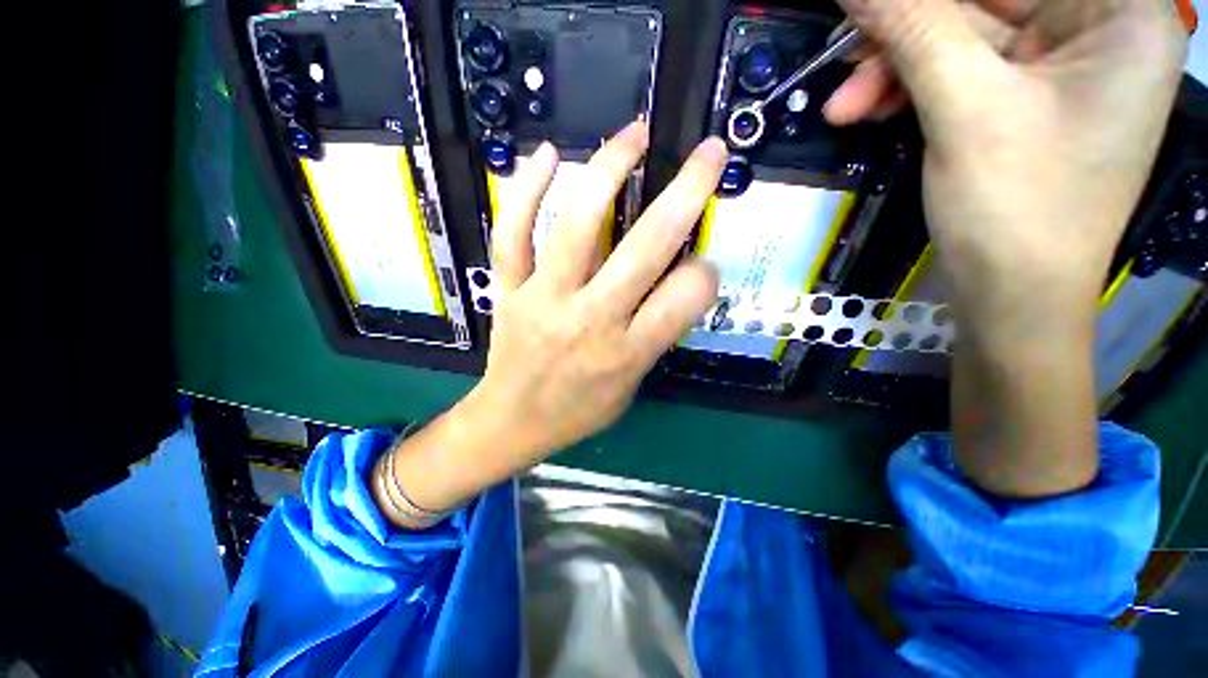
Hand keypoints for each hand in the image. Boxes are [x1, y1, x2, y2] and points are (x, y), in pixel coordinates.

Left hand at [476, 122, 724, 463]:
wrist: (512, 422)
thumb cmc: (578, 411)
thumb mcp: (632, 385)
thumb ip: (656, 333)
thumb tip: (683, 278)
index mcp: (626, 353)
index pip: (683, 299)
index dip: (704, 273)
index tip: (703, 263)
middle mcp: (589, 321)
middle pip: (643, 249)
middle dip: (685, 194)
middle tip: (707, 154)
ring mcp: (543, 300)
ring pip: (576, 227)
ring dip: (608, 171)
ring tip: (634, 135)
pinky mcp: (509, 290)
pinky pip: (512, 234)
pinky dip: (525, 190)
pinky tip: (546, 155)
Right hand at [830, 0, 1185, 332]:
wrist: (1012, 298)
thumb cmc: (1016, 209)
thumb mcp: (966, 109)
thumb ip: (915, 31)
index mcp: (1118, 15)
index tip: (872, 6)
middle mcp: (1096, 30)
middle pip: (986, 2)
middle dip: (906, 34)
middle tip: (844, 58)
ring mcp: (1058, 69)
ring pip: (961, 40)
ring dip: (895, 69)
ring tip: (843, 109)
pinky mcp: (1023, 102)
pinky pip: (957, 74)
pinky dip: (909, 91)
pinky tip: (868, 113)